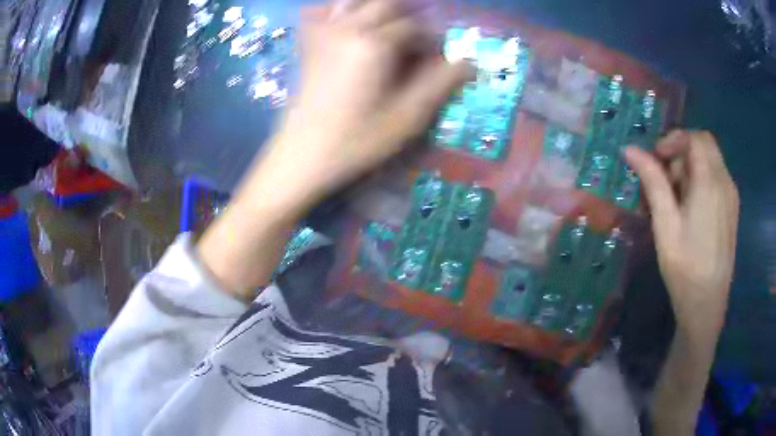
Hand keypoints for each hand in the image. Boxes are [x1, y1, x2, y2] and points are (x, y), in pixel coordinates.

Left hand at [247, 0, 473, 214]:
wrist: (303, 156)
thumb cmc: (357, 141)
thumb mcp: (407, 117)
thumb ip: (440, 83)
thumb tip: (469, 63)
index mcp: (375, 44)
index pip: (415, 26)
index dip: (431, 40)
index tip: (436, 61)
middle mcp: (347, 28)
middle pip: (386, 3)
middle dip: (408, 16)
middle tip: (416, 41)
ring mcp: (323, 33)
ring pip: (354, 1)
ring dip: (377, 9)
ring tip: (389, 31)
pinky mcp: (308, 44)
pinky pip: (323, 12)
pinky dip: (339, 11)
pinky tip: (350, 27)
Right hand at [625, 131, 738, 341]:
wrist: (707, 307)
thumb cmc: (685, 269)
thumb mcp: (665, 225)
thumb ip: (653, 182)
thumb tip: (630, 149)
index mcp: (710, 183)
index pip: (694, 138)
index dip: (673, 140)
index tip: (656, 159)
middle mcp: (725, 182)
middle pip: (704, 145)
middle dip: (681, 152)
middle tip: (665, 180)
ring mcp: (731, 196)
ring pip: (711, 161)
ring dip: (690, 167)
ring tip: (675, 200)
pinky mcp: (732, 209)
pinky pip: (716, 178)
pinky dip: (701, 180)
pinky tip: (690, 208)